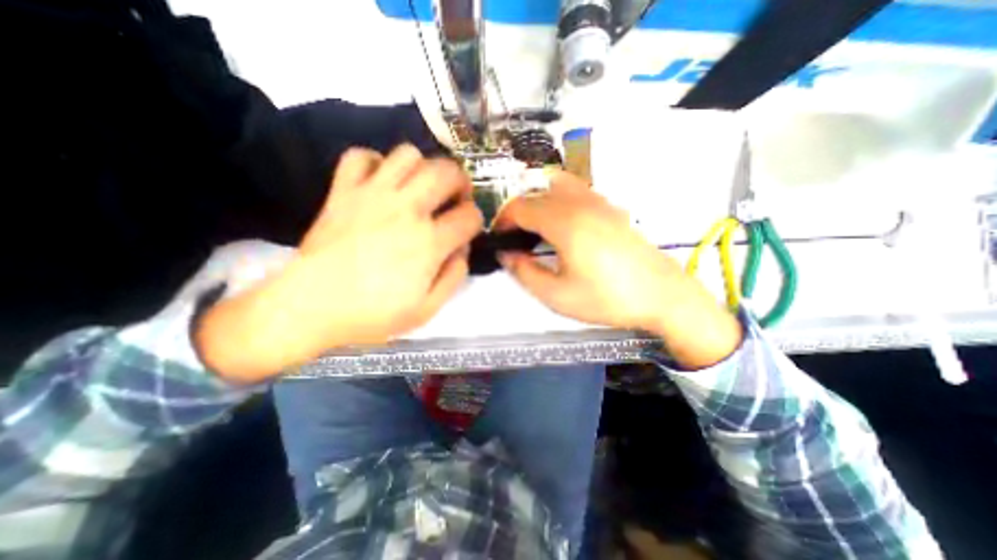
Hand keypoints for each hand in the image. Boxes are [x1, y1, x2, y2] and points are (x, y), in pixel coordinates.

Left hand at [196, 145, 482, 382]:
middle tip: (455, 197)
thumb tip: (462, 249)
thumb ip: (454, 277)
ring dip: (423, 167)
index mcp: (429, 243)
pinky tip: (381, 182)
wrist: (309, 308)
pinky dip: (376, 162)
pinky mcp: (343, 191)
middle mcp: (406, 210)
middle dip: (461, 181)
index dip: (476, 221)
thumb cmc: (372, 314)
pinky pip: (360, 156)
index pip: (470, 216)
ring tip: (421, 187)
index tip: (469, 229)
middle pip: (446, 172)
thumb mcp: (426, 310)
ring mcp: (372, 195)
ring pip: (408, 155)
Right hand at [498, 172, 738, 369]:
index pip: (520, 206)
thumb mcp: (556, 295)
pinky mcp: (612, 208)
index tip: (498, 238)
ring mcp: (600, 202)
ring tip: (537, 230)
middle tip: (515, 239)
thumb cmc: (607, 299)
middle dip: (518, 213)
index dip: (502, 220)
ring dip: (539, 202)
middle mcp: (580, 203)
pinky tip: (565, 227)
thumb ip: (524, 272)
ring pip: (557, 186)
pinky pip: (577, 192)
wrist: (663, 296)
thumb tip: (506, 253)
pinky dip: (559, 200)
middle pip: (536, 194)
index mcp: (565, 222)